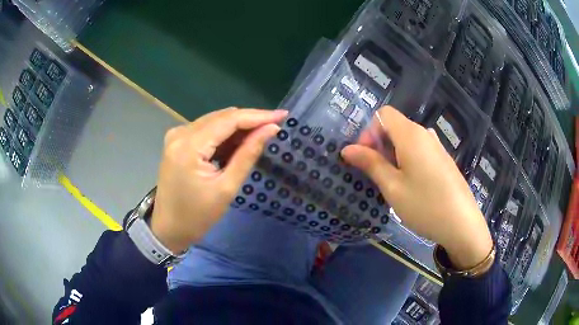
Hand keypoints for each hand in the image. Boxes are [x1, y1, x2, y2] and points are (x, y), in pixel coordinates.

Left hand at [150, 108, 287, 252]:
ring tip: (257, 139)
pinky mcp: (177, 141)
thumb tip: (271, 129)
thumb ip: (248, 154)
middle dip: (249, 121)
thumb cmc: (197, 216)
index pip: (229, 120)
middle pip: (221, 117)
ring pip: (215, 121)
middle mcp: (180, 133)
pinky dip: (223, 136)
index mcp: (189, 146)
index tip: (282, 116)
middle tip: (273, 129)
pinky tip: (236, 146)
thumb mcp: (226, 188)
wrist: (169, 228)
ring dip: (237, 128)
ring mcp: (176, 135)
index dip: (258, 116)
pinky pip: (206, 130)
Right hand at [341, 106, 492, 269]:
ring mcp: (437, 146)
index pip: (383, 114)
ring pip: (407, 139)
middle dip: (379, 145)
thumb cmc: (425, 205)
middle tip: (376, 174)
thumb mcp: (393, 187)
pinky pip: (420, 150)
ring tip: (393, 182)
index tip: (366, 157)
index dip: (369, 132)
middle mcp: (425, 134)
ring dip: (393, 154)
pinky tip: (411, 184)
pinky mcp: (444, 159)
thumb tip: (347, 149)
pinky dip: (408, 159)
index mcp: (411, 135)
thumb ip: (370, 164)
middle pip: (395, 126)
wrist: (462, 224)